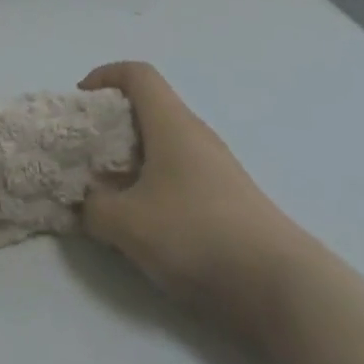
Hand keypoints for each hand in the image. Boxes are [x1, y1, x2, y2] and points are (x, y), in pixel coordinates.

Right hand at [79, 62, 305, 307]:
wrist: (282, 288)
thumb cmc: (197, 236)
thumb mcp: (128, 225)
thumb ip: (95, 207)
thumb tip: (87, 200)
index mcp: (172, 123)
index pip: (137, 74)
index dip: (105, 76)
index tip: (81, 102)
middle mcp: (196, 135)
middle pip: (150, 109)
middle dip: (113, 124)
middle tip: (88, 152)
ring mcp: (217, 169)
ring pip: (166, 145)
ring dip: (133, 159)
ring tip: (109, 192)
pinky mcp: (229, 202)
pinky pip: (181, 175)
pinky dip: (155, 186)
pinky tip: (145, 223)